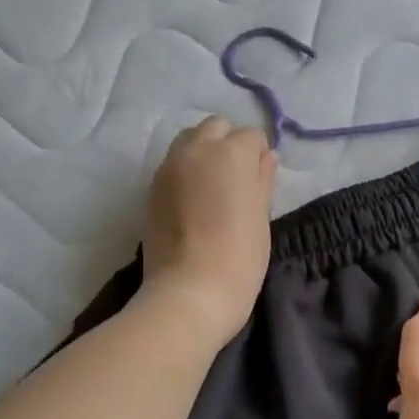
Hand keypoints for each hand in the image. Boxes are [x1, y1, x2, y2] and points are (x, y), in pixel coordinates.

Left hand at [140, 116, 277, 344]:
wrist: (190, 292)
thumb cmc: (239, 257)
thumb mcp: (261, 216)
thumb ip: (263, 179)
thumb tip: (266, 157)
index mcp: (230, 153)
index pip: (251, 136)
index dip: (259, 157)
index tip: (260, 182)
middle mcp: (196, 149)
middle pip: (215, 127)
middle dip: (228, 144)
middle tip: (237, 180)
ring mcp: (168, 168)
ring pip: (189, 140)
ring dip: (204, 153)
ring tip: (212, 188)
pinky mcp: (151, 189)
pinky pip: (172, 165)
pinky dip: (185, 172)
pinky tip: (193, 202)